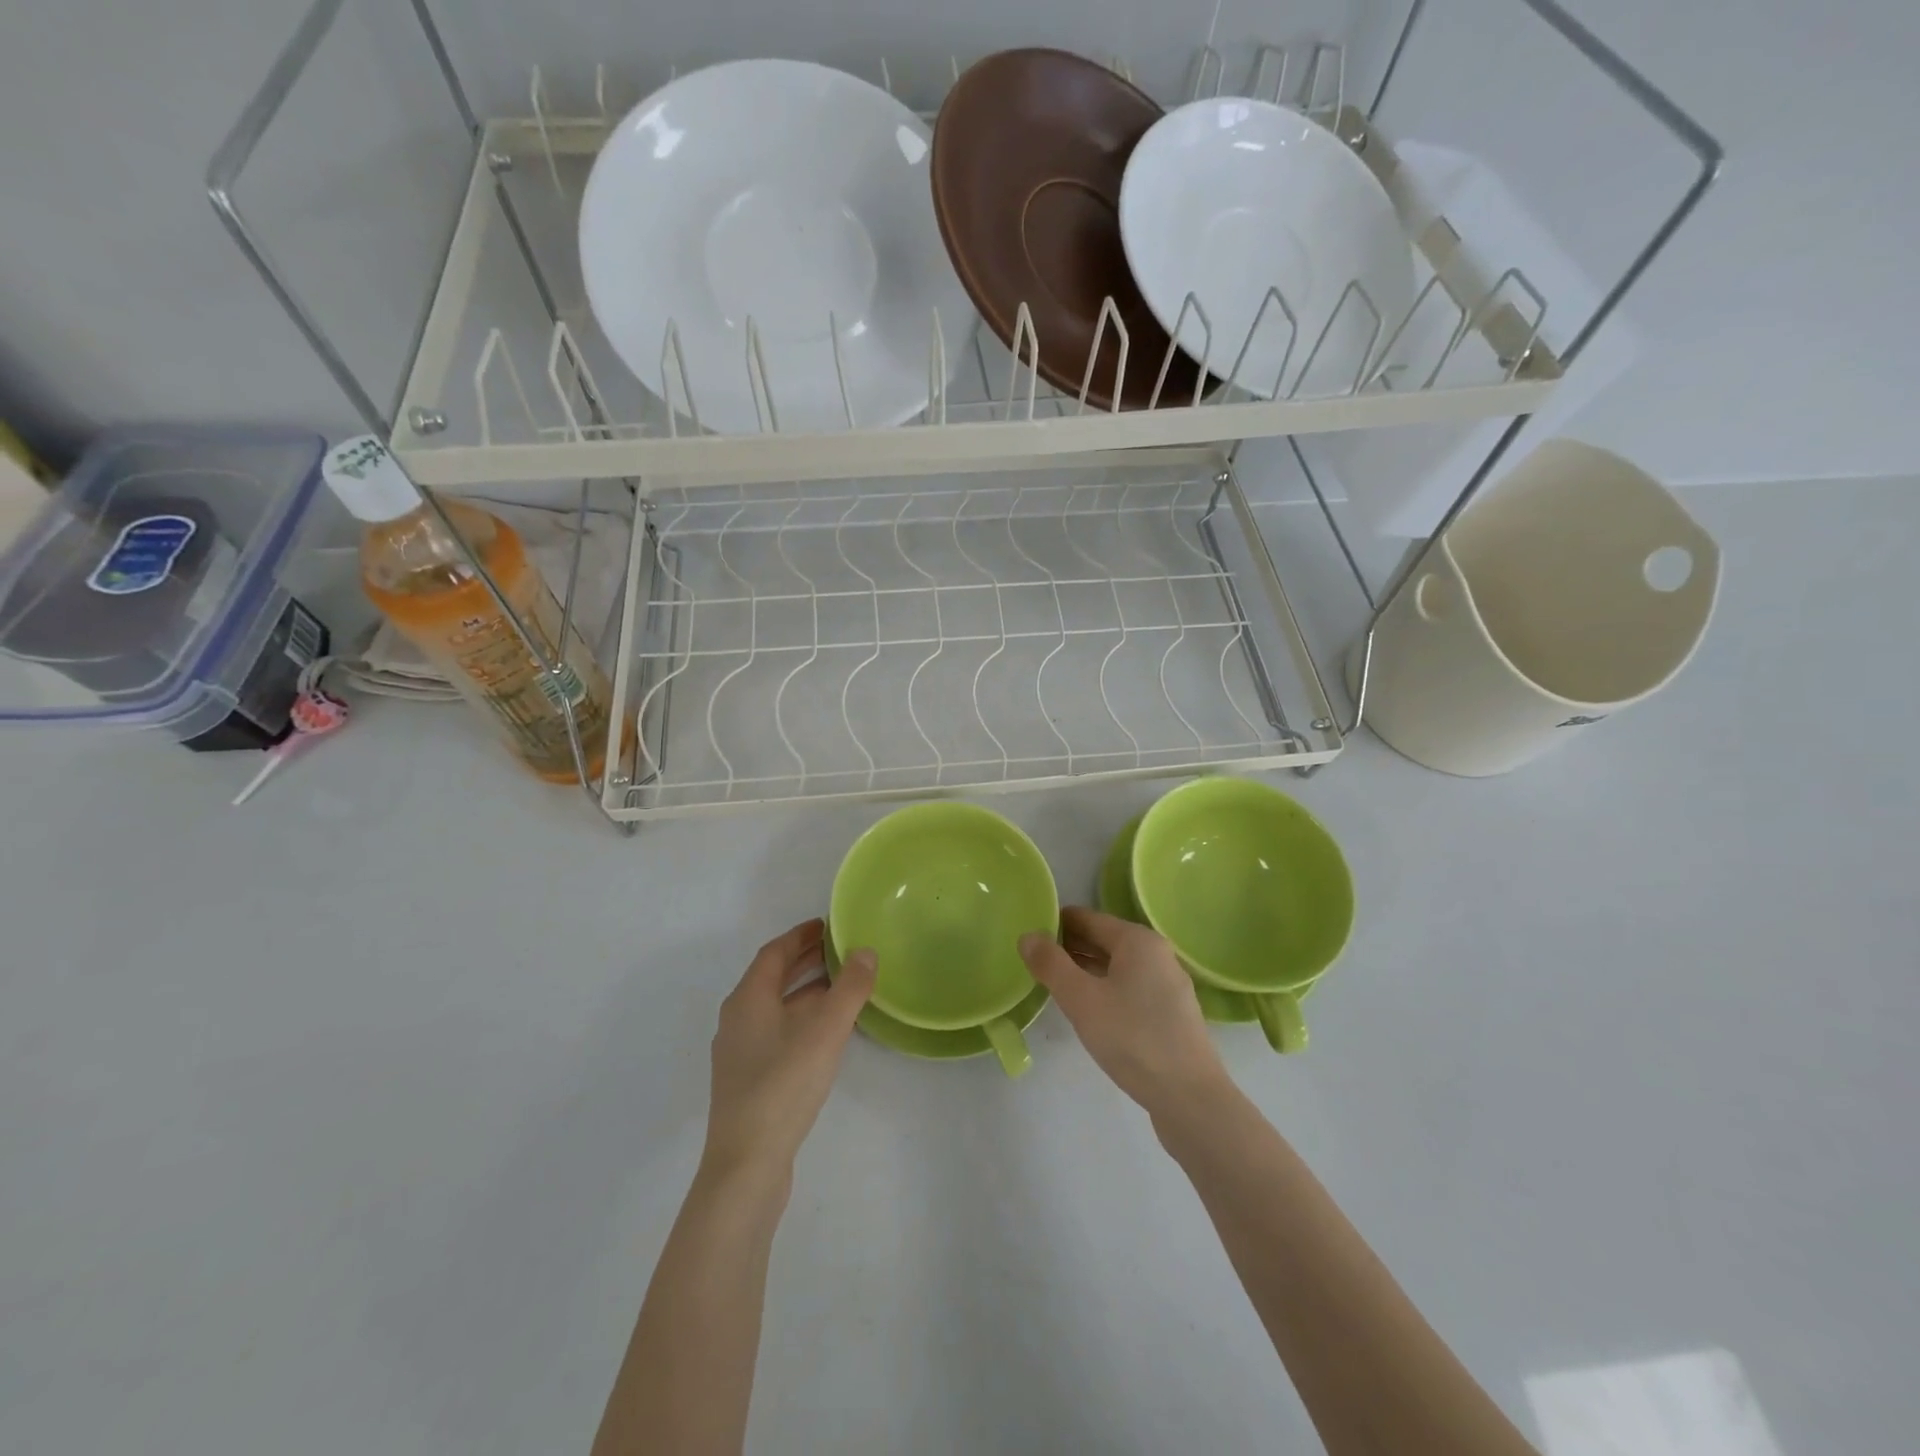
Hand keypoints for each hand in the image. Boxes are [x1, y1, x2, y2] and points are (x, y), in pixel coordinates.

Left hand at [703, 919, 876, 1182]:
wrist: (746, 1165)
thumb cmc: (783, 1086)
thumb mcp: (825, 1031)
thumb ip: (849, 988)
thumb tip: (866, 951)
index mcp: (748, 999)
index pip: (774, 952)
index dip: (801, 935)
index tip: (828, 925)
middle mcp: (738, 1019)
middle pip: (773, 978)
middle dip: (805, 960)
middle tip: (841, 949)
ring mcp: (740, 1052)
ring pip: (776, 1007)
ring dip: (806, 991)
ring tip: (843, 986)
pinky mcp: (749, 1080)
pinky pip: (778, 1032)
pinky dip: (802, 1019)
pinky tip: (827, 1034)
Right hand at [1020, 906, 1229, 1119]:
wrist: (1190, 1098)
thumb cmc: (1132, 1038)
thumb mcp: (1082, 1000)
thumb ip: (1051, 964)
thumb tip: (1028, 935)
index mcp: (1138, 941)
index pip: (1087, 918)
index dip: (1055, 923)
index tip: (1027, 935)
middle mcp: (1157, 954)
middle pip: (1103, 940)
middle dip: (1068, 947)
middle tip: (1032, 960)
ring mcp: (1167, 985)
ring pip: (1116, 966)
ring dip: (1084, 970)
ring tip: (1051, 983)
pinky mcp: (1170, 1014)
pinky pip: (1128, 988)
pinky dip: (1104, 989)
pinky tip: (1087, 1010)